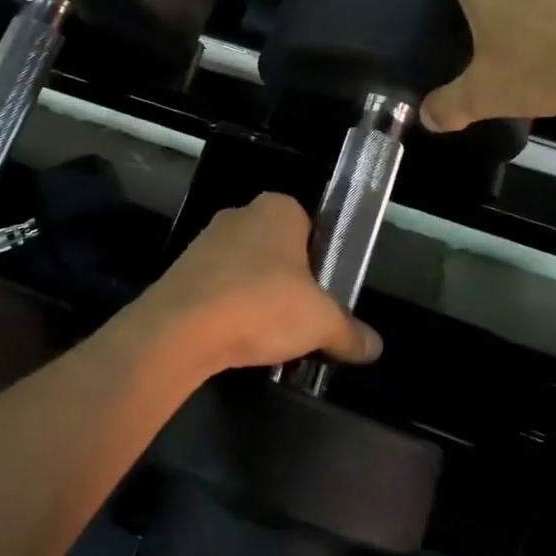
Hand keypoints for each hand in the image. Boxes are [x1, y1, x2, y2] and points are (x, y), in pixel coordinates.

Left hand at [128, 194, 382, 374]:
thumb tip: (375, 347)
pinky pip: (217, 289)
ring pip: (245, 270)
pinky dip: (229, 311)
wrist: (182, 328)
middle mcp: (240, 214)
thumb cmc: (263, 304)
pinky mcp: (180, 272)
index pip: (310, 226)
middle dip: (289, 282)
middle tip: (303, 318)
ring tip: (271, 337)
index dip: (322, 260)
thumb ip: (350, 332)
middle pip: (277, 249)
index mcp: (278, 208)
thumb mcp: (322, 322)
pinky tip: (237, 340)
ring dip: (257, 298)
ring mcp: (205, 241)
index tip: (326, 294)